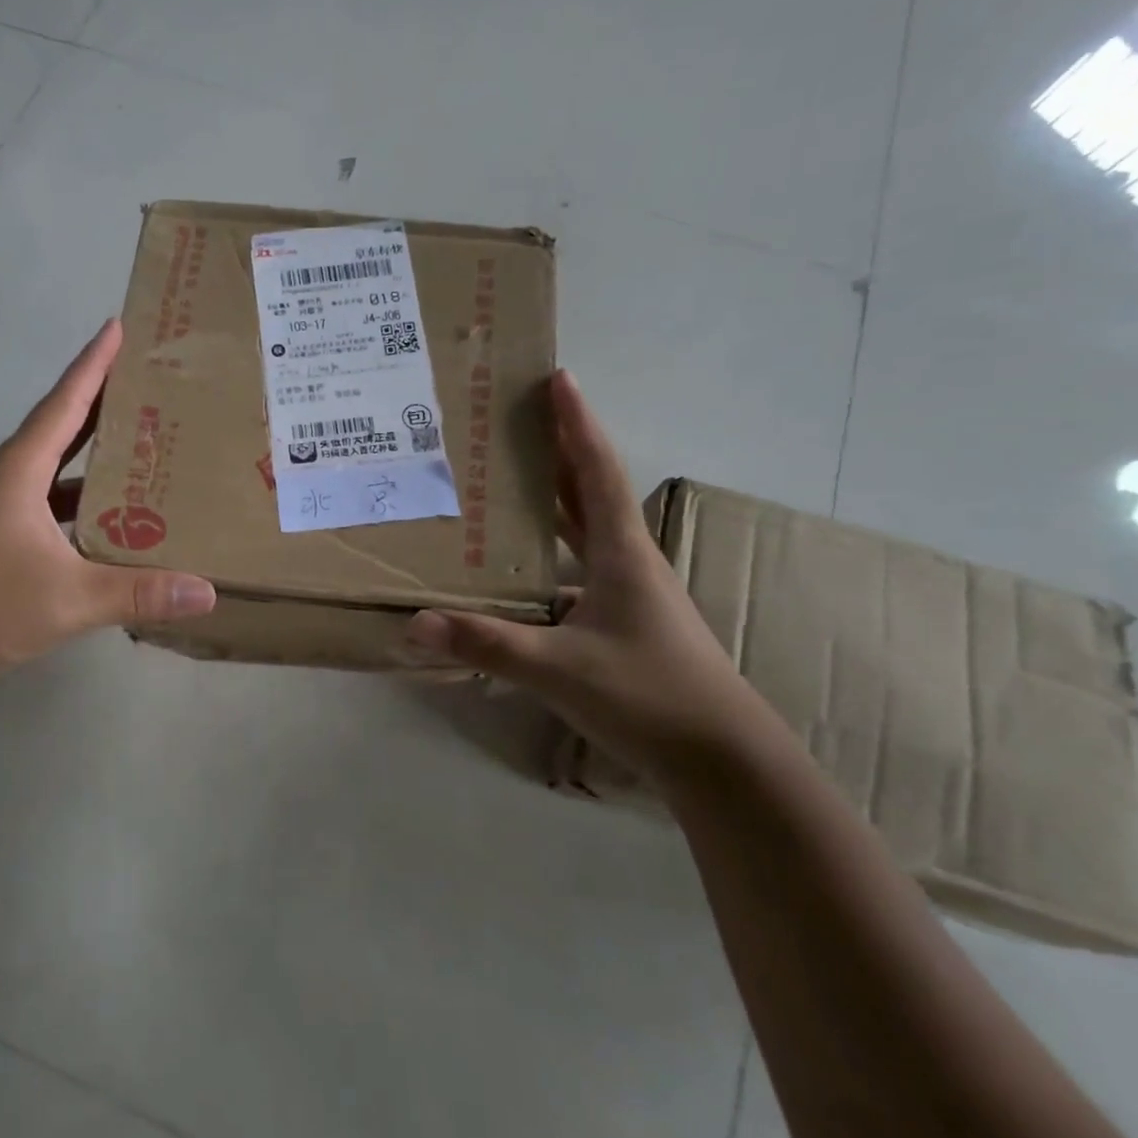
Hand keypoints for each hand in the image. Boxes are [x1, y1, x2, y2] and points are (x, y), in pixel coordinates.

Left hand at [0, 320, 215, 697]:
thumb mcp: (69, 599)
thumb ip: (139, 593)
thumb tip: (207, 592)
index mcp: (20, 470)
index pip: (65, 403)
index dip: (94, 364)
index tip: (119, 327)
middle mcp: (10, 477)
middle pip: (64, 425)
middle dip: (106, 400)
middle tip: (154, 382)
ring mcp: (2, 507)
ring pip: (59, 466)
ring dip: (97, 452)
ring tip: (148, 442)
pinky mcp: (1, 535)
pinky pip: (54, 500)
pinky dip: (86, 498)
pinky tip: (117, 515)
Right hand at [407, 370, 765, 782]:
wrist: (722, 759)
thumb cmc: (649, 696)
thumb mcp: (559, 669)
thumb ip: (487, 644)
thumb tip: (415, 623)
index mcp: (622, 553)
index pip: (596, 470)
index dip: (576, 423)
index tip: (557, 378)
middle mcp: (627, 561)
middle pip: (589, 490)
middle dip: (556, 450)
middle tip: (516, 420)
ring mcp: (629, 592)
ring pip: (585, 530)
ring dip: (554, 499)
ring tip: (508, 480)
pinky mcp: (623, 621)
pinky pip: (579, 568)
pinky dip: (551, 553)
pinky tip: (518, 568)